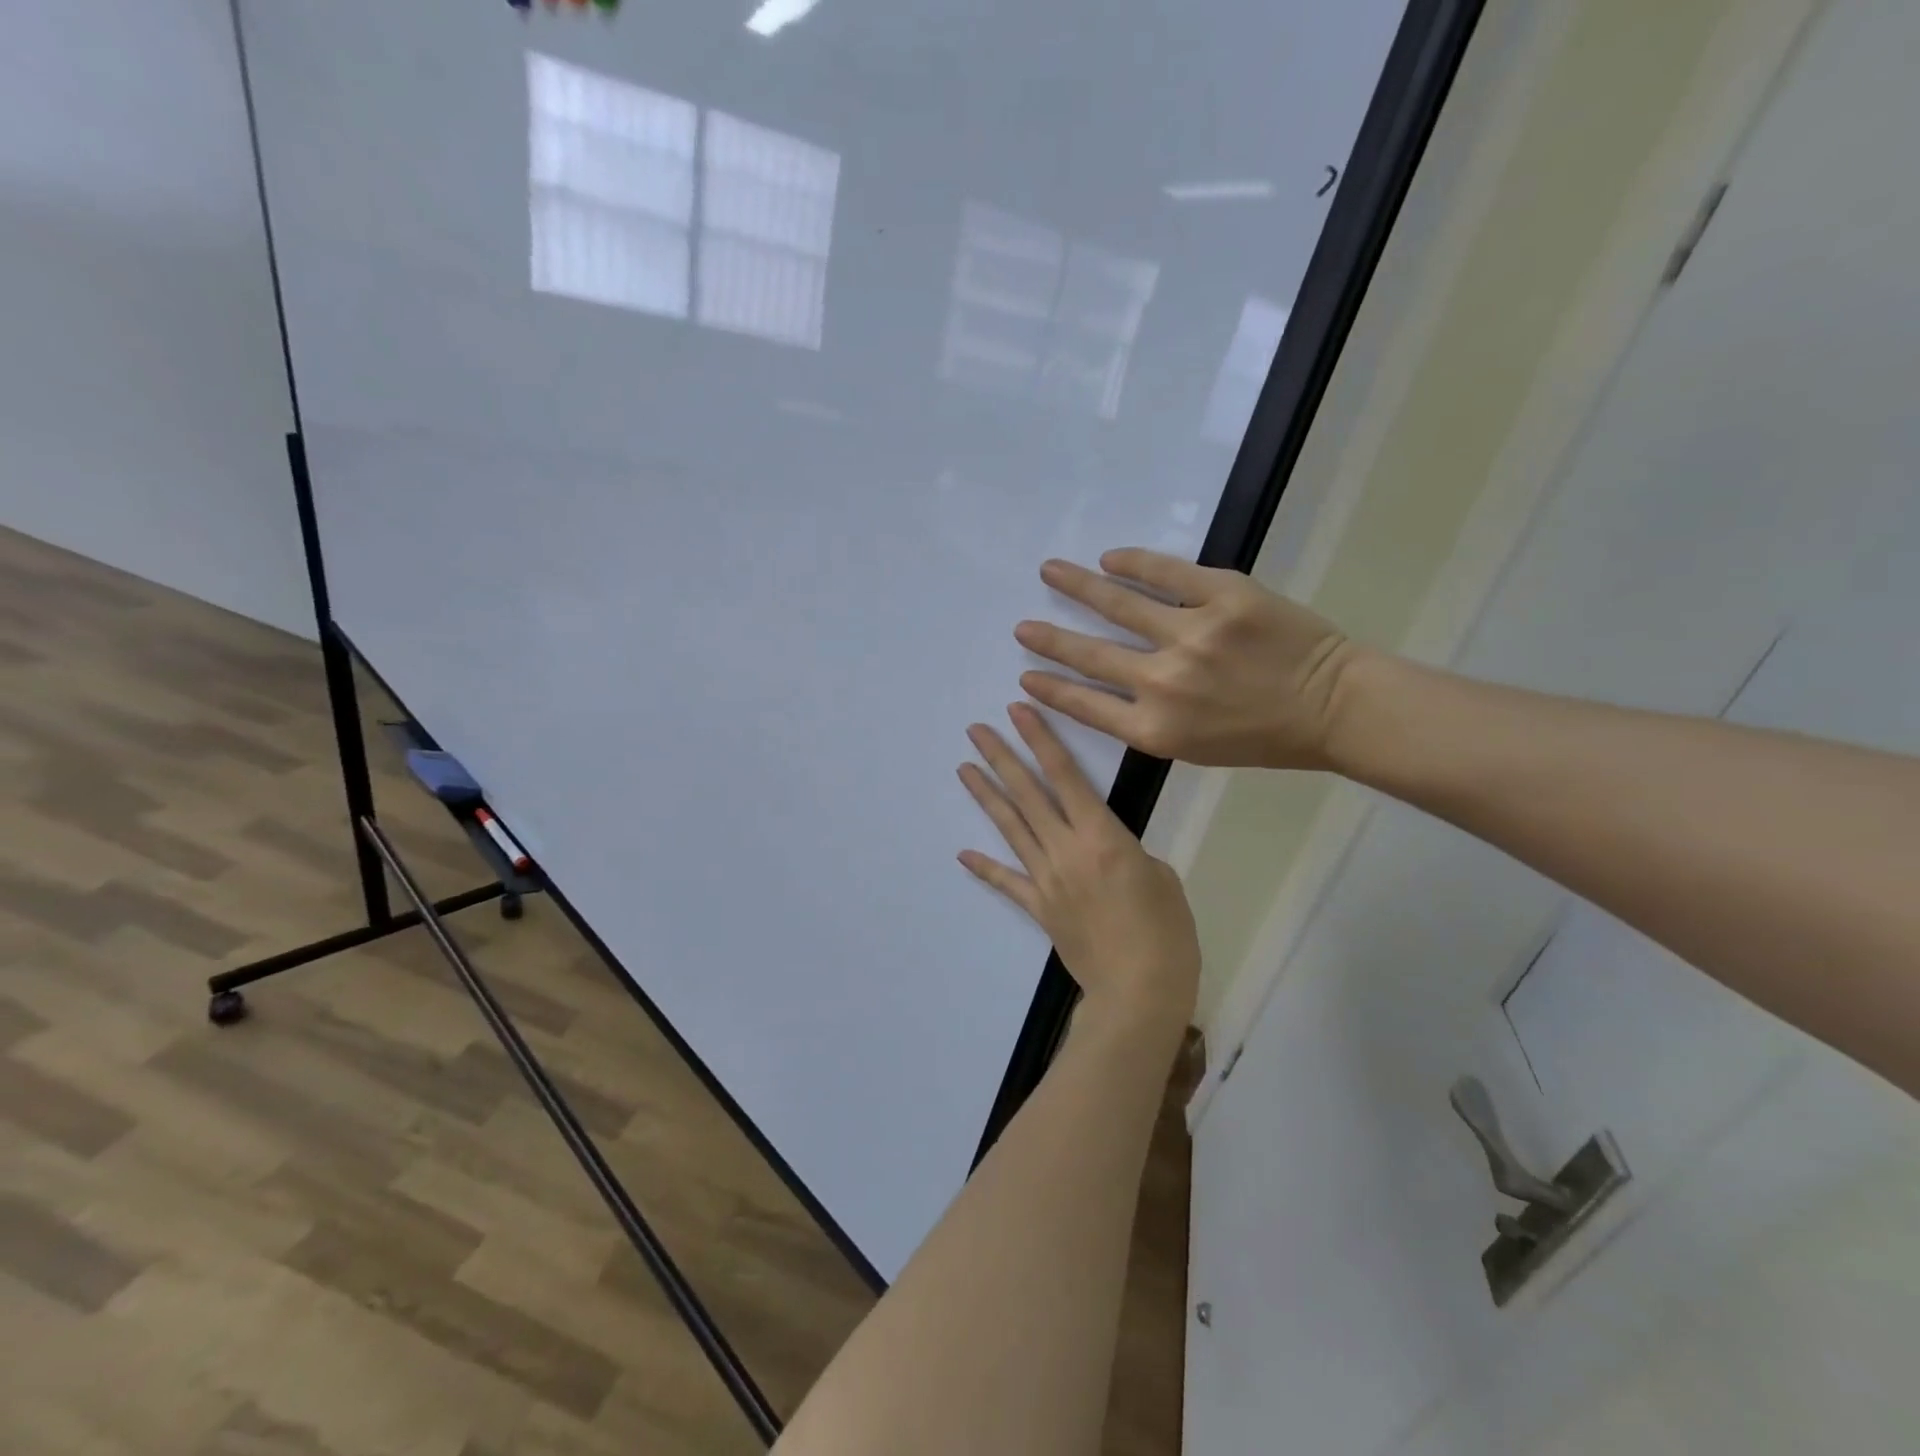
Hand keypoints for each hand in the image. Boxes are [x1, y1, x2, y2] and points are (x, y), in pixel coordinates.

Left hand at [958, 703, 1198, 1034]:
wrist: (1139, 991)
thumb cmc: (1165, 931)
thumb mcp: (1160, 876)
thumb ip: (1127, 852)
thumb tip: (1106, 850)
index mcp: (1101, 836)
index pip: (1065, 776)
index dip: (1041, 740)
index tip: (1018, 712)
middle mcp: (1066, 850)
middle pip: (1028, 794)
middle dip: (1002, 758)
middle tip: (976, 730)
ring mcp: (1046, 879)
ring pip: (1011, 828)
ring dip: (987, 796)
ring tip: (964, 768)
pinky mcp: (1039, 908)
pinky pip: (1008, 882)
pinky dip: (986, 868)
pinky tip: (963, 853)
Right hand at [1013, 550, 1361, 769]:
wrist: (1333, 707)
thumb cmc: (1262, 737)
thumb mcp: (1193, 748)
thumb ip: (1145, 721)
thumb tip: (1104, 689)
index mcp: (1156, 729)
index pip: (1084, 705)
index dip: (1051, 690)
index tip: (1025, 679)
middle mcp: (1164, 682)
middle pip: (1090, 655)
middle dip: (1049, 640)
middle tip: (1022, 627)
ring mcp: (1193, 634)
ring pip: (1119, 604)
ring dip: (1077, 586)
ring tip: (1050, 572)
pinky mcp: (1224, 595)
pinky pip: (1166, 572)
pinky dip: (1132, 562)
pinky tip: (1109, 557)